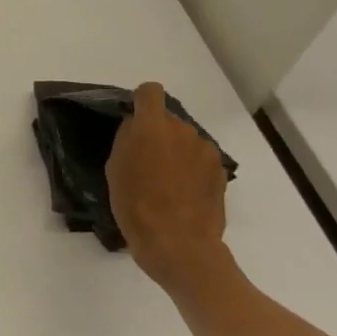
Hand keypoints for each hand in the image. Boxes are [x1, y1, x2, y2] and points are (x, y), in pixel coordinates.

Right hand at [106, 82, 230, 289]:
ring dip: (175, 151)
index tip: (134, 122)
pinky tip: (182, 194)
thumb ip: (127, 140)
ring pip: (186, 140)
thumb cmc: (135, 205)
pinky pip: (200, 159)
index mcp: (151, 127)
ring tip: (165, 182)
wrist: (178, 243)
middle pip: (168, 120)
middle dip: (157, 134)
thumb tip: (137, 128)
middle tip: (145, 162)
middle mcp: (183, 131)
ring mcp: (206, 151)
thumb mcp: (115, 169)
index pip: (150, 92)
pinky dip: (191, 169)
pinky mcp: (220, 171)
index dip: (141, 101)